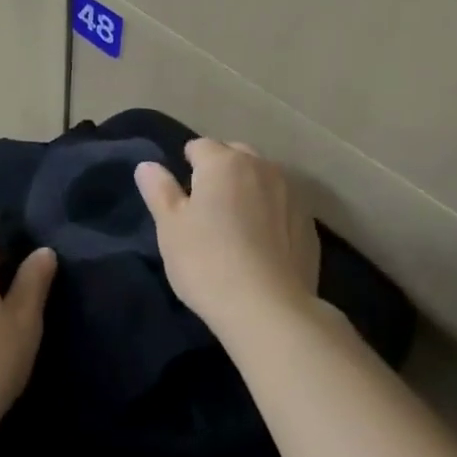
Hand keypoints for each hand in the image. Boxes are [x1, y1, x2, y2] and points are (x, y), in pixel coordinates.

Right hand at [135, 139, 320, 338]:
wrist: (268, 309)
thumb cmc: (207, 262)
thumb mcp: (170, 227)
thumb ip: (159, 190)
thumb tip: (147, 165)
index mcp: (224, 162)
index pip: (200, 146)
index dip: (187, 165)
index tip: (182, 193)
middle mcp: (262, 167)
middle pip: (235, 155)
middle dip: (221, 170)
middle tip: (207, 207)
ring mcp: (292, 194)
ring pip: (263, 178)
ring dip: (248, 189)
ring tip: (236, 225)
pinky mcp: (309, 223)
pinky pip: (282, 205)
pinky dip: (271, 213)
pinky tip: (262, 244)